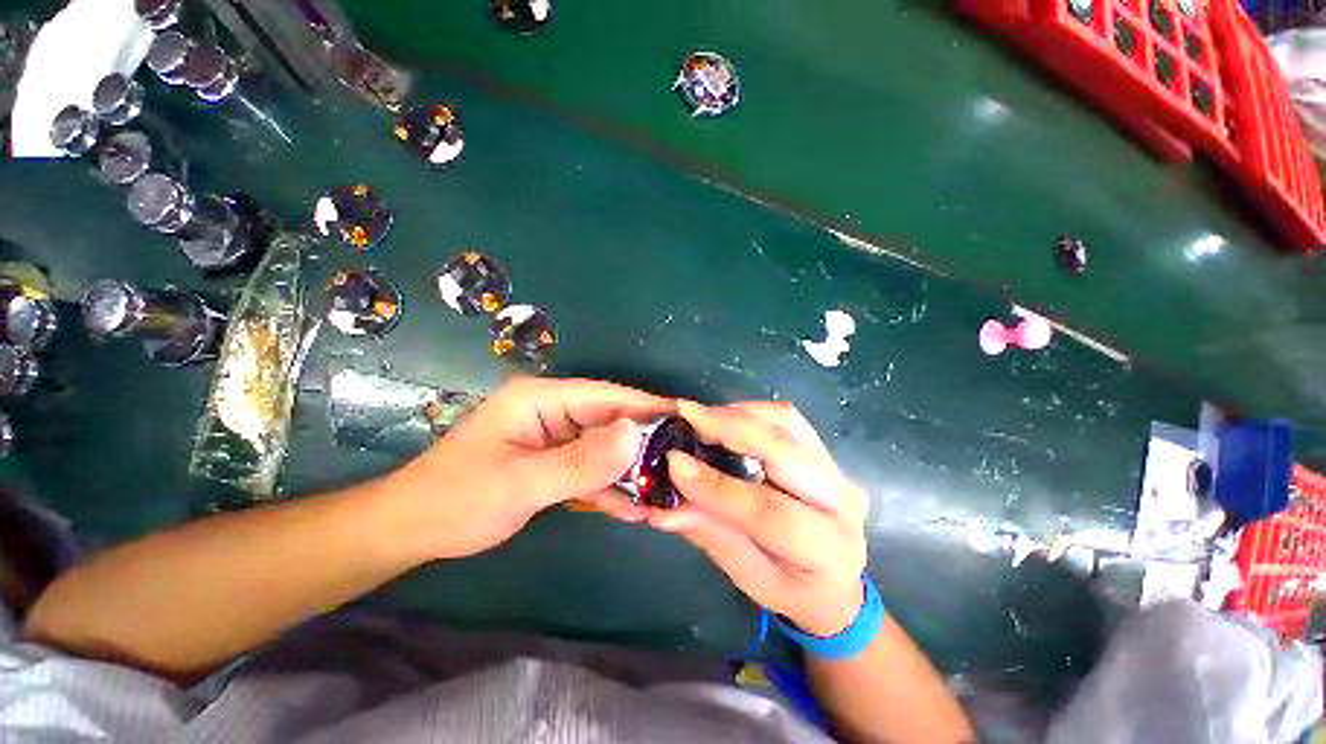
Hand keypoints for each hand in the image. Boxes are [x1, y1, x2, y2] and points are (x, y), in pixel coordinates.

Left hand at [381, 377, 671, 560]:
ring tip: (665, 490)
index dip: (644, 405)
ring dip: (629, 469)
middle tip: (681, 462)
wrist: (413, 530)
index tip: (683, 418)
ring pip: (603, 446)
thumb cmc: (458, 500)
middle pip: (608, 420)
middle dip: (642, 443)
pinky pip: (590, 467)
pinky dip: (609, 486)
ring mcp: (554, 436)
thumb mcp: (522, 483)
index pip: (605, 395)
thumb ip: (581, 460)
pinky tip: (634, 507)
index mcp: (541, 399)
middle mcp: (552, 411)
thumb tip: (634, 435)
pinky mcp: (553, 460)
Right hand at [649, 400, 868, 635]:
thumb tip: (661, 508)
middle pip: (783, 450)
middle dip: (730, 427)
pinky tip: (724, 418)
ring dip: (739, 413)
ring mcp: (837, 469)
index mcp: (825, 549)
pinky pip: (788, 418)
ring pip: (788, 422)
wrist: (836, 582)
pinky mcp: (825, 452)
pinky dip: (751, 411)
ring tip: (701, 417)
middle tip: (687, 415)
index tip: (674, 462)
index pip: (768, 510)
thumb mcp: (747, 576)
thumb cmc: (790, 588)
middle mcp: (840, 501)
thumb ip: (709, 535)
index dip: (716, 485)